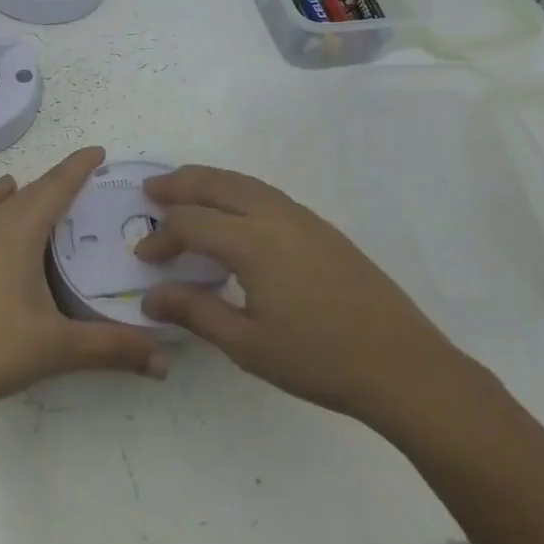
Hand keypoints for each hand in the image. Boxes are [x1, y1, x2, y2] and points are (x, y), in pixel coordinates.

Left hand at [0, 147, 167, 422]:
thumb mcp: (56, 348)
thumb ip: (112, 348)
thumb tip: (164, 361)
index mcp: (17, 230)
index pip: (55, 186)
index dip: (78, 167)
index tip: (99, 152)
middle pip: (29, 190)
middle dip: (57, 181)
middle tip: (85, 183)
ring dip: (22, 192)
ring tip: (38, 194)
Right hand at [135, 166, 470, 426]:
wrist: (400, 363)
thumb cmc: (318, 359)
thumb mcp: (248, 345)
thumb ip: (196, 312)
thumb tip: (151, 297)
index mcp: (254, 243)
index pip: (192, 223)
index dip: (162, 236)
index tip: (143, 257)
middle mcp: (276, 217)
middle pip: (218, 184)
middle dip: (180, 184)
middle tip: (150, 189)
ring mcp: (304, 219)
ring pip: (246, 183)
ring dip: (210, 181)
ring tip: (185, 189)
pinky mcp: (322, 229)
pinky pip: (268, 194)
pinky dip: (238, 190)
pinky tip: (234, 212)